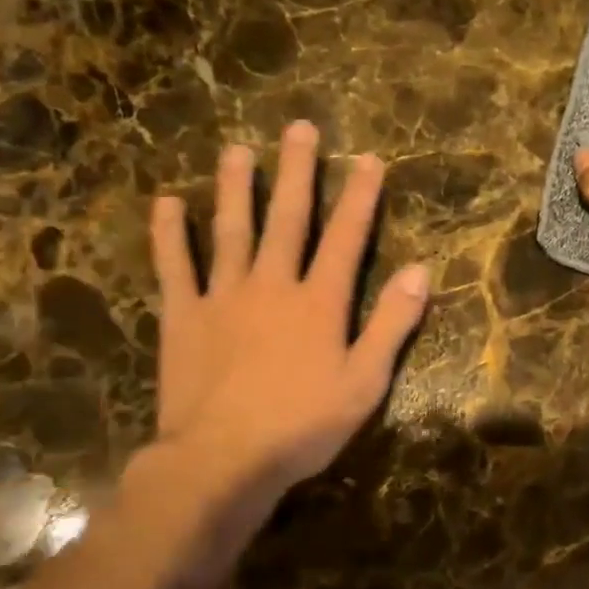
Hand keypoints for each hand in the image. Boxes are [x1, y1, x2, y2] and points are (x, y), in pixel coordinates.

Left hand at [142, 122, 430, 502]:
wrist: (222, 461)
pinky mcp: (184, 317)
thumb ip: (392, 324)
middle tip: (299, 128)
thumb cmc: (302, 426)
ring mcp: (223, 297)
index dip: (360, 197)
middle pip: (287, 219)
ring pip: (231, 231)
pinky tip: (168, 203)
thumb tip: (420, 271)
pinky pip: (175, 268)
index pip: (347, 237)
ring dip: (235, 188)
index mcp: (319, 302)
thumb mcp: (365, 382)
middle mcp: (272, 285)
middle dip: (296, 172)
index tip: (368, 159)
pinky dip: (170, 235)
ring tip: (237, 149)